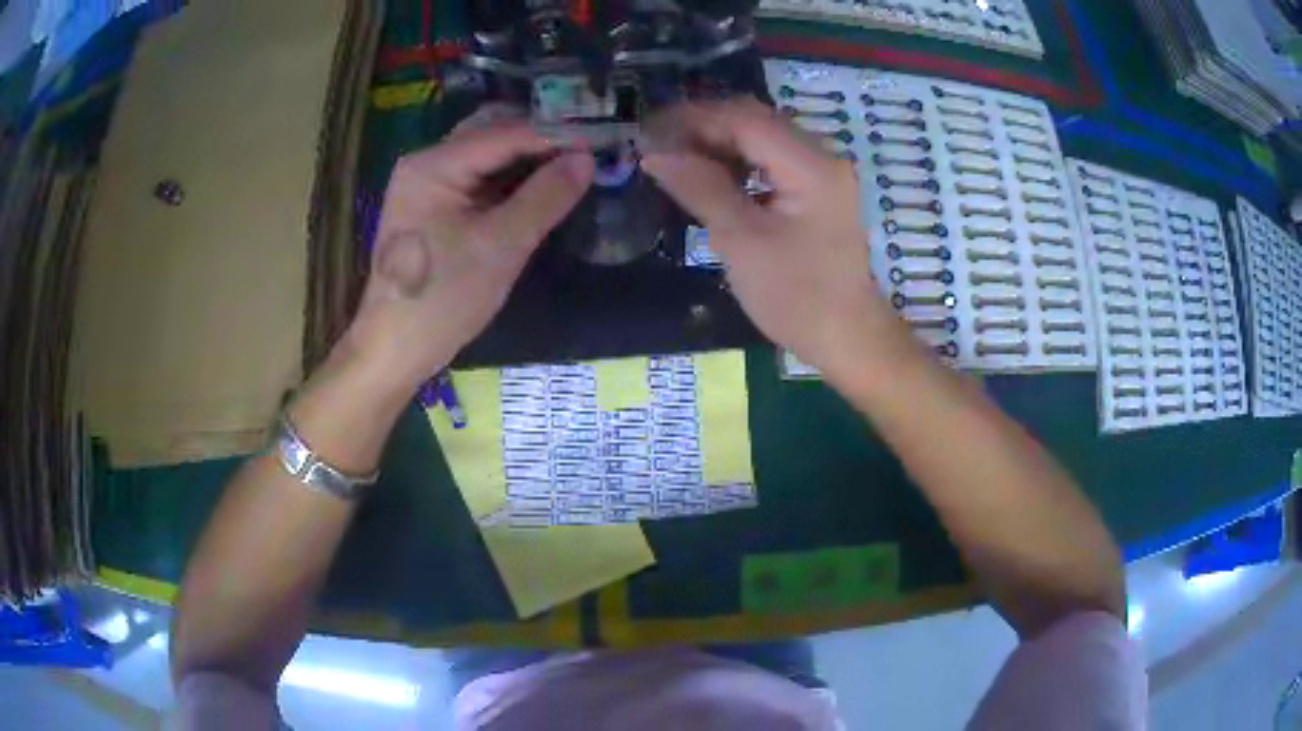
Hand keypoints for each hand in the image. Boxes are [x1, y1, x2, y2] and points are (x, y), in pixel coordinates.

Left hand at [344, 112, 593, 393]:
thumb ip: (546, 196)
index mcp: (434, 164)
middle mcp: (427, 163)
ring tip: (573, 169)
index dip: (555, 136)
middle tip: (589, 152)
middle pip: (493, 136)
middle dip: (541, 143)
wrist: (396, 349)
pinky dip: (509, 183)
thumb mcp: (502, 245)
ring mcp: (427, 186)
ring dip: (527, 162)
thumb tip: (587, 159)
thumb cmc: (444, 297)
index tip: (601, 142)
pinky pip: (478, 182)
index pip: (505, 134)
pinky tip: (540, 190)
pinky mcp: (433, 209)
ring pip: (487, 159)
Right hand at [643, 98, 899, 372]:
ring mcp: (824, 172)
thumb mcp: (741, 241)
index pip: (743, 119)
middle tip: (657, 144)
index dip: (692, 119)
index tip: (648, 132)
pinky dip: (739, 160)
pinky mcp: (820, 189)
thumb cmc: (796, 297)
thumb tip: (655, 151)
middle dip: (703, 126)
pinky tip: (711, 175)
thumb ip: (699, 187)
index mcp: (810, 165)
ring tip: (676, 158)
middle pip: (755, 120)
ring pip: (763, 137)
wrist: (848, 338)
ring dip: (719, 141)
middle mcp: (822, 156)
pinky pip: (773, 159)